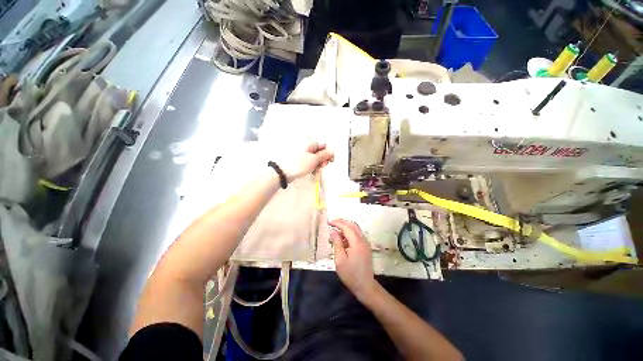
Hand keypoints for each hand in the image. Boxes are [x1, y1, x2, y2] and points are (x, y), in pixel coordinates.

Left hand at [276, 142, 333, 180]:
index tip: (330, 161)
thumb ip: (324, 155)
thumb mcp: (314, 160)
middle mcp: (307, 147)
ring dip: (318, 164)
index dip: (329, 153)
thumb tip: (333, 149)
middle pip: (320, 152)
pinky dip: (312, 166)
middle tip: (322, 166)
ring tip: (316, 170)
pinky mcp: (300, 161)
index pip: (324, 145)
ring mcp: (303, 154)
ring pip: (315, 158)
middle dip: (323, 160)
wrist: (282, 172)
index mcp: (310, 144)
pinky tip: (312, 172)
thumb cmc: (299, 164)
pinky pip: (310, 162)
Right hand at [330, 219, 376, 298]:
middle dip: (341, 222)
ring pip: (355, 229)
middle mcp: (363, 240)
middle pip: (352, 225)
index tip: (328, 222)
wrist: (366, 286)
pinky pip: (357, 235)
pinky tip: (342, 240)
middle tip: (331, 224)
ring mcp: (365, 243)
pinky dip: (349, 233)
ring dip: (345, 228)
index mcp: (357, 242)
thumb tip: (333, 231)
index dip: (337, 223)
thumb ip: (337, 243)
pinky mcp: (365, 246)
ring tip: (334, 234)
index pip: (346, 227)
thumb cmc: (351, 275)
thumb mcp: (340, 260)